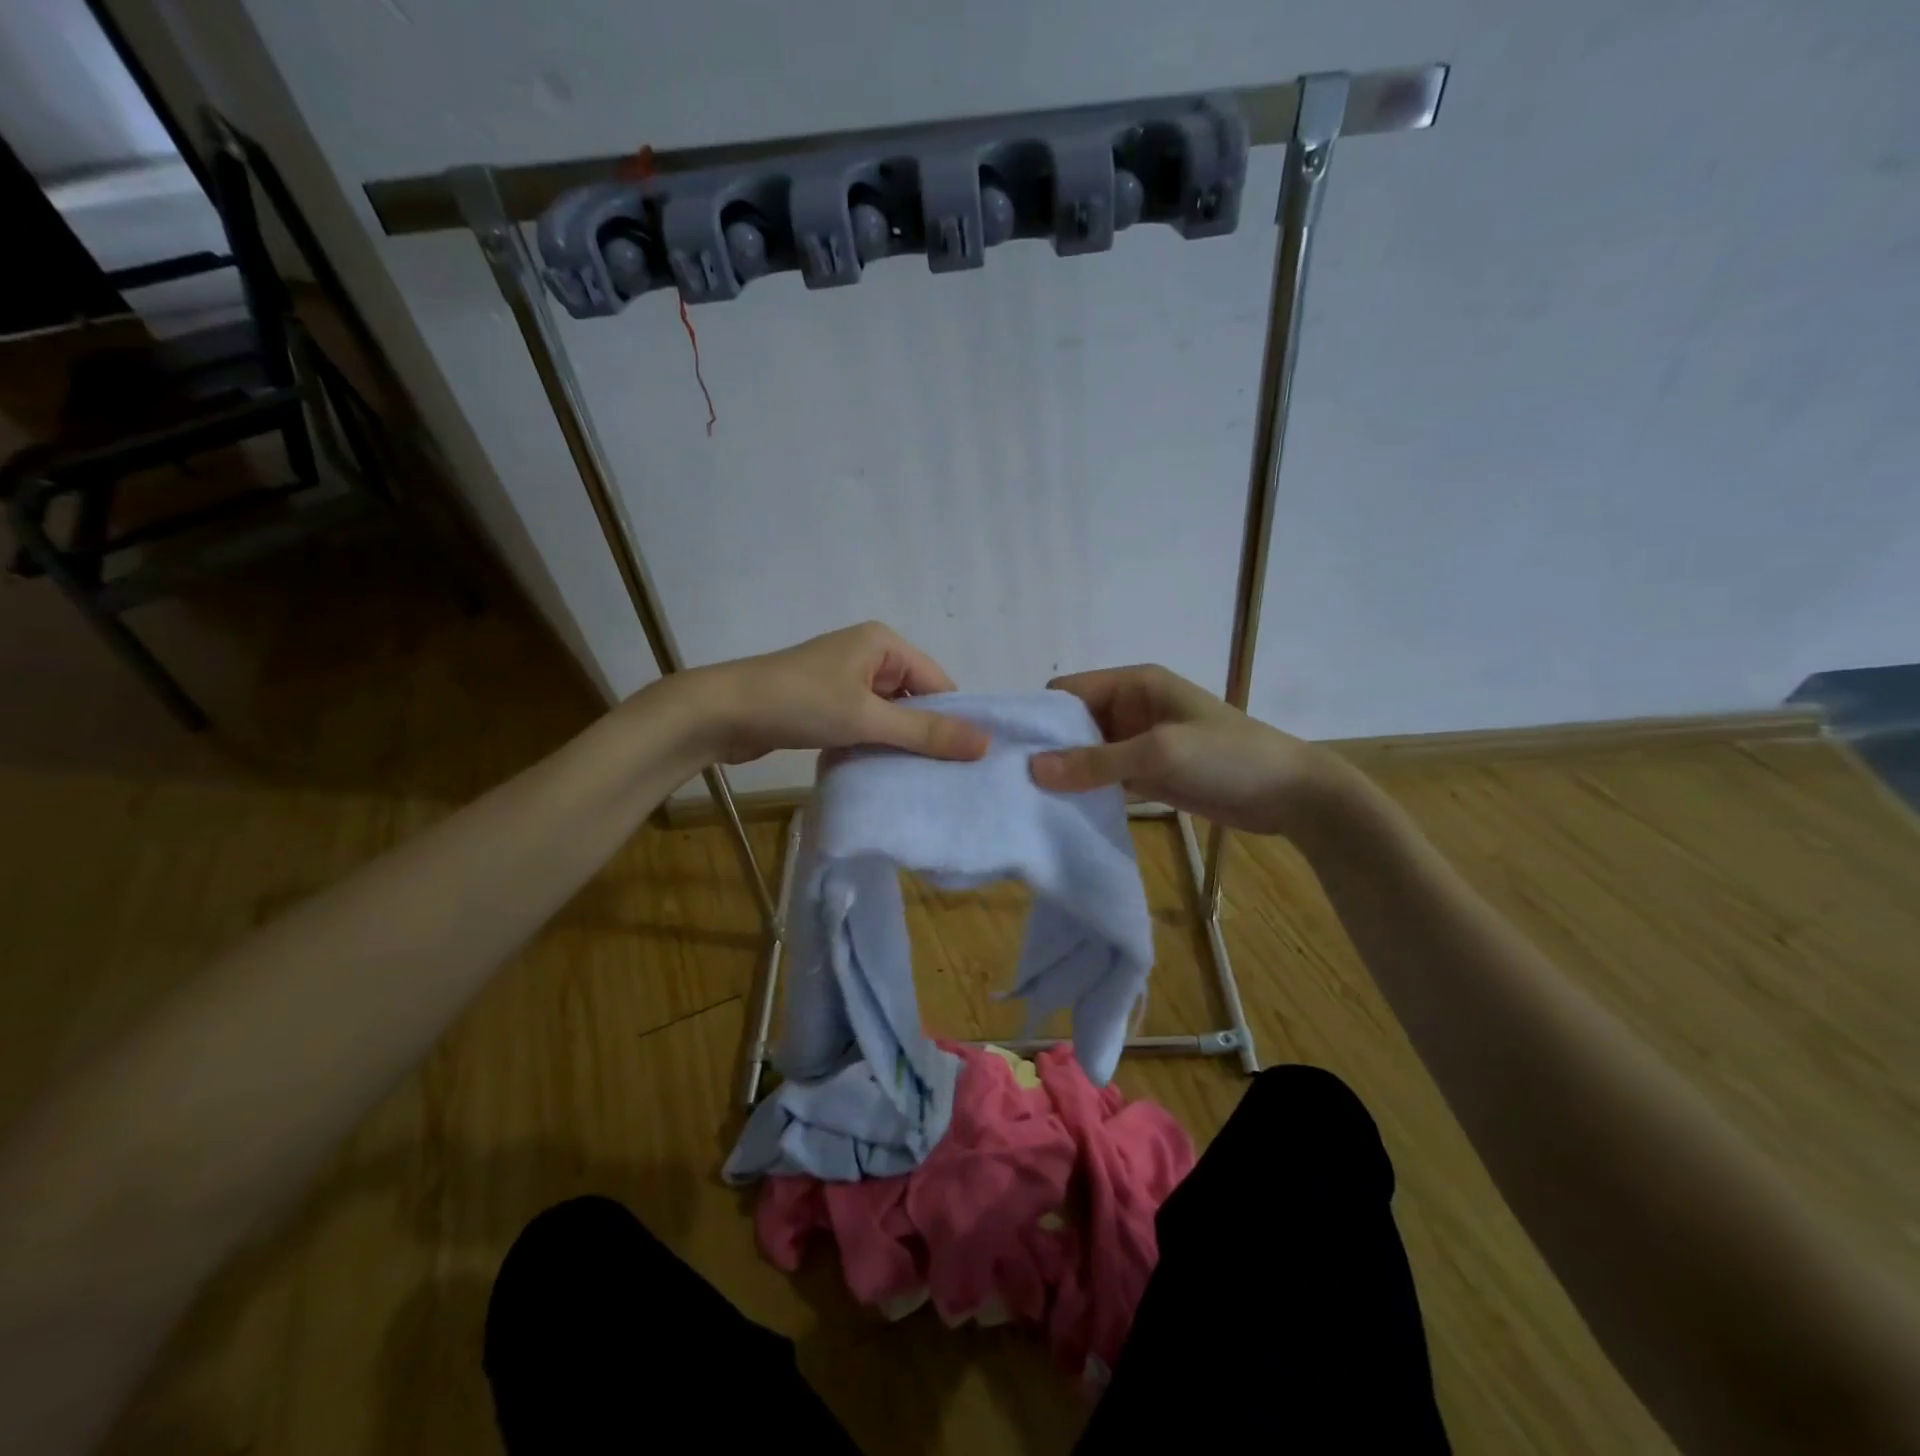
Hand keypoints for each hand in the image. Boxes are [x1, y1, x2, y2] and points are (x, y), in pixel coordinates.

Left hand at [686, 622, 989, 764]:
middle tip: (944, 777)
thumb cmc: (800, 704)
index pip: (938, 682)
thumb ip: (925, 731)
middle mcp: (868, 654)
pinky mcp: (827, 702)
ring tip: (916, 779)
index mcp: (884, 643)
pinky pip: (865, 722)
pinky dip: (873, 743)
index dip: (953, 719)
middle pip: (915, 698)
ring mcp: (845, 678)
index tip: (966, 762)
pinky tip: (880, 771)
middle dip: (925, 734)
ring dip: (898, 742)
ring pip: (890, 714)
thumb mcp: (868, 718)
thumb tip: (985, 742)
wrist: (722, 713)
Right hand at [1030, 665, 1340, 836]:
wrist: (1290, 795)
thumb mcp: (1160, 753)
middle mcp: (1130, 707)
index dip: (1039, 716)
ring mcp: (1139, 741)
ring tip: (1029, 803)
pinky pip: (1104, 776)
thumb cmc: (1228, 758)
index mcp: (1134, 684)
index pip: (1068, 691)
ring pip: (1086, 753)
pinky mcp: (1148, 772)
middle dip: (1047, 749)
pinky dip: (1086, 790)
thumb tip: (1034, 768)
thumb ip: (1096, 761)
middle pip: (1073, 723)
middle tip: (1013, 784)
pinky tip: (1062, 812)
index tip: (1008, 751)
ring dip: (1065, 773)